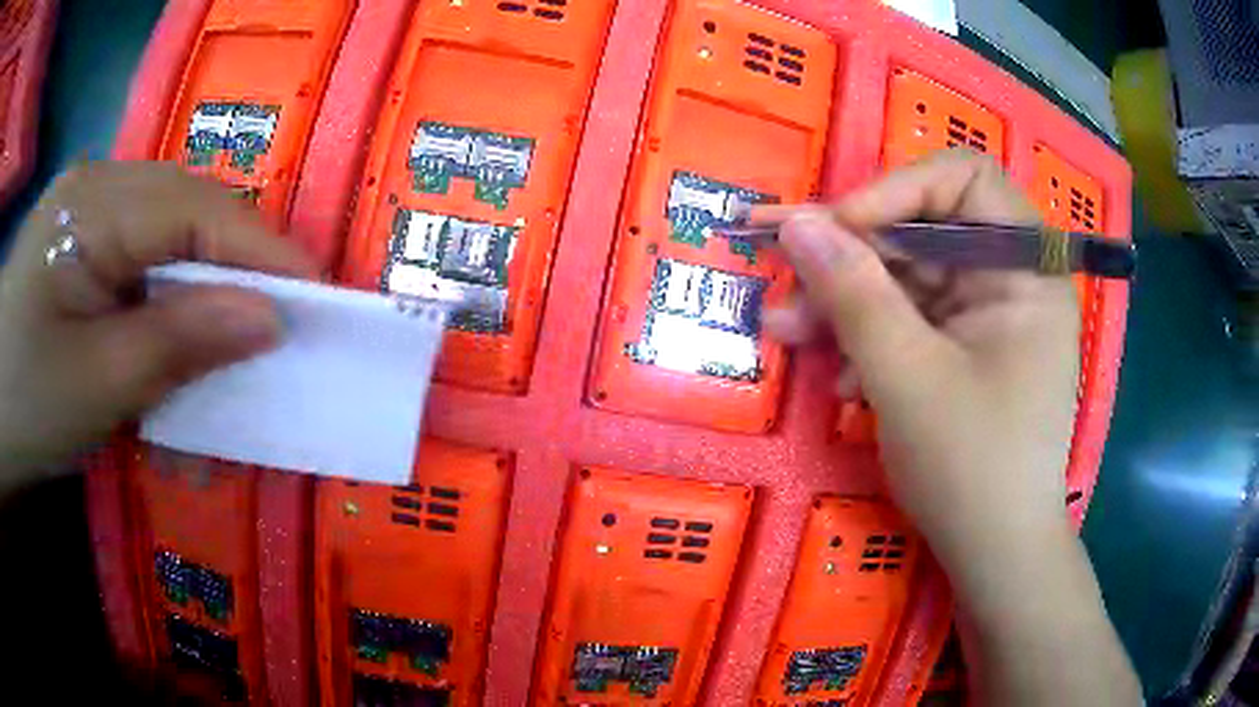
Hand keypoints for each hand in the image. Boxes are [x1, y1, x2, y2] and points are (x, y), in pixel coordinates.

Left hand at [0, 162, 314, 487]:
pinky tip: (180, 327)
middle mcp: (100, 186)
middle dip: (240, 264)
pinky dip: (174, 290)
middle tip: (280, 322)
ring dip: (207, 281)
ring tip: (236, 333)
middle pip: (191, 210)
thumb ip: (179, 344)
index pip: (196, 210)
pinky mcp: (86, 238)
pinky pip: (146, 251)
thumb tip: (268, 319)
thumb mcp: (95, 386)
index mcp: (94, 207)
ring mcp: (92, 208)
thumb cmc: (25, 401)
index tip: (316, 297)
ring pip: (172, 230)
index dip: (261, 250)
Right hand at [760, 149, 1139, 703]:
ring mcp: (988, 318)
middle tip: (787, 284)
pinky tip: (840, 379)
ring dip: (848, 302)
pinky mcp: (966, 351)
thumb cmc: (972, 467)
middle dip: (854, 257)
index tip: (837, 229)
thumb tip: (796, 222)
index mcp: (1025, 269)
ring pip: (909, 280)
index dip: (897, 191)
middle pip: (926, 232)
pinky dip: (870, 339)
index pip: (965, 180)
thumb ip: (854, 293)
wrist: (996, 554)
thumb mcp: (907, 377)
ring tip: (787, 332)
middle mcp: (1011, 280)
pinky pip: (912, 321)